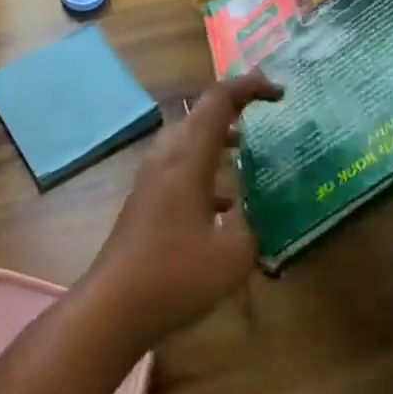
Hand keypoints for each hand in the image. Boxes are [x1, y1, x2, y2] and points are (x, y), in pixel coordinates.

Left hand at [81, 71, 282, 348]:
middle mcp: (168, 156)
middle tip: (265, 109)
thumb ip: (253, 230)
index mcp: (188, 157)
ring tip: (248, 148)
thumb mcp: (232, 257)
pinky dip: (206, 167)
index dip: (249, 88)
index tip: (279, 93)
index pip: (219, 101)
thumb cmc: (175, 275)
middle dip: (234, 106)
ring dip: (219, 136)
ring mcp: (153, 177)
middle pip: (201, 114)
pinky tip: (225, 203)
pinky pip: (181, 166)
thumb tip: (259, 218)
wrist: (113, 305)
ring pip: (190, 139)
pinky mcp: (147, 199)